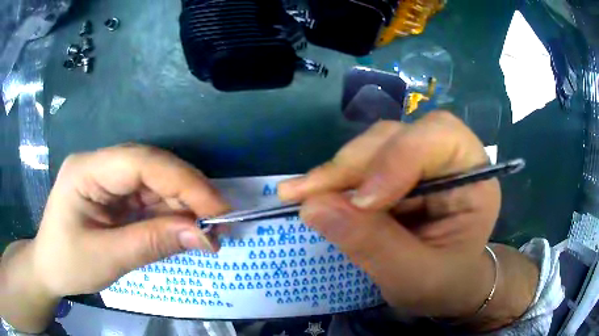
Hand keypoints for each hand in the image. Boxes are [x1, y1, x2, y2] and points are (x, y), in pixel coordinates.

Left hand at [1, 144, 228, 331]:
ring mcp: (107, 178)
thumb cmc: (67, 263)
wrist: (49, 268)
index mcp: (87, 170)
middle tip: (220, 225)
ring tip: (208, 232)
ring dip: (183, 206)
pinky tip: (185, 229)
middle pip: (152, 168)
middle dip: (189, 194)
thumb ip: (152, 243)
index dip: (184, 182)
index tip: (219, 211)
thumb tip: (202, 236)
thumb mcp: (107, 259)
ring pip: (155, 182)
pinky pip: (148, 197)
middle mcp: (99, 165)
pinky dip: (170, 214)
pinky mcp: (114, 194)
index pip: (141, 162)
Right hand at [279, 112, 535, 328]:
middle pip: (398, 135)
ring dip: (339, 170)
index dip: (397, 158)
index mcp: (473, 176)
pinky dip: (335, 179)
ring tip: (305, 195)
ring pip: (374, 144)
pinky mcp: (396, 172)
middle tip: (310, 195)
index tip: (361, 202)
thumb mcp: (414, 277)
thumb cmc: (444, 284)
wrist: (445, 287)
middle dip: (355, 164)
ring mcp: (420, 162)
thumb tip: (313, 206)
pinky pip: (362, 162)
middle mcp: (448, 158)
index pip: (439, 136)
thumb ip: (373, 245)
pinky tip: (312, 193)